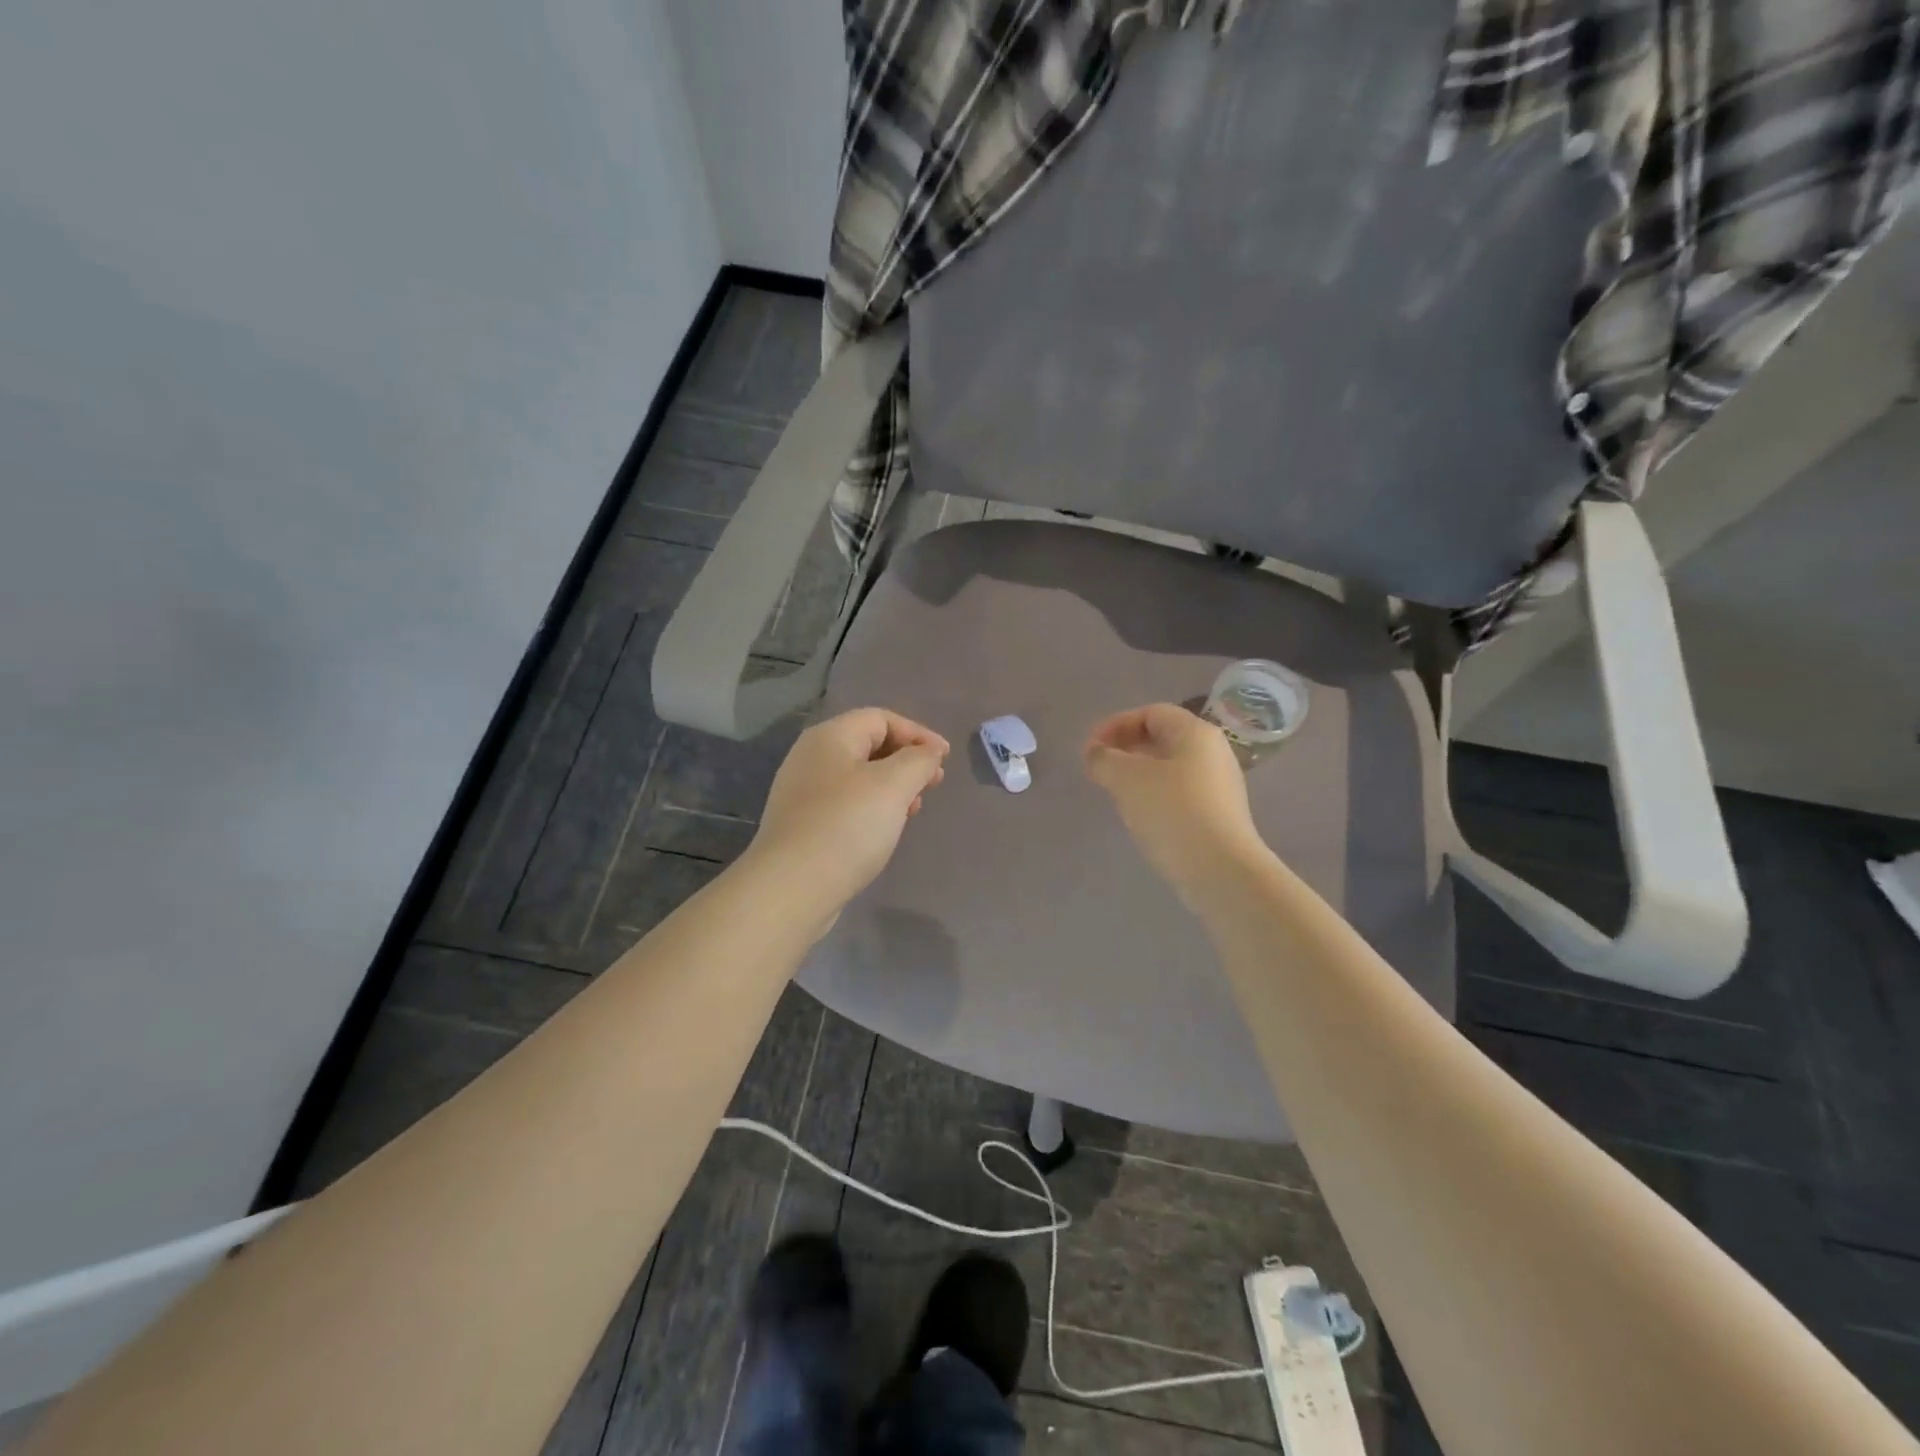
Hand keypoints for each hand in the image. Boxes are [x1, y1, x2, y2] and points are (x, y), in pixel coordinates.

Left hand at [750, 708, 949, 912]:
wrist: (792, 887)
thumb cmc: (847, 825)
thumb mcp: (893, 785)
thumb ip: (919, 760)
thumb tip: (930, 752)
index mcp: (830, 737)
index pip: (881, 718)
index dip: (918, 733)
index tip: (945, 759)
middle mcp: (811, 757)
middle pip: (869, 745)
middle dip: (907, 761)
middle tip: (933, 785)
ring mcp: (803, 792)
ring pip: (859, 777)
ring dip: (892, 787)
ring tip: (913, 810)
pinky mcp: (803, 824)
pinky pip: (846, 803)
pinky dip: (872, 808)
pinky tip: (885, 830)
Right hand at [1084, 703, 1267, 898]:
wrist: (1221, 870)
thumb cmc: (1172, 812)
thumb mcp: (1126, 779)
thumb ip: (1104, 759)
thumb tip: (1096, 754)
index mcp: (1195, 732)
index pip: (1151, 713)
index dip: (1115, 725)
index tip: (1090, 748)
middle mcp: (1214, 751)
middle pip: (1163, 737)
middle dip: (1126, 748)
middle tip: (1099, 769)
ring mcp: (1220, 784)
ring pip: (1171, 767)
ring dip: (1139, 773)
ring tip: (1115, 793)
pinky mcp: (1220, 814)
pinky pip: (1181, 792)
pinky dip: (1155, 794)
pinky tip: (1141, 815)